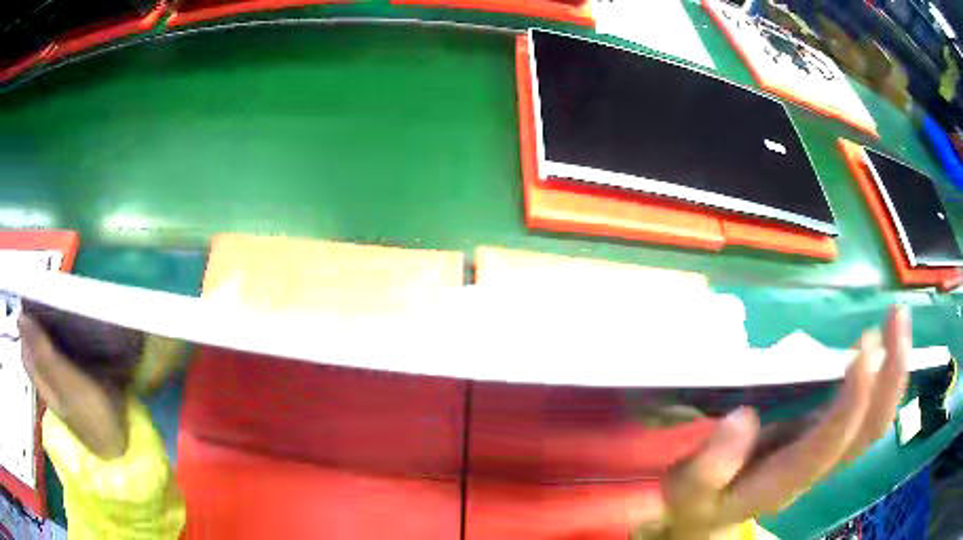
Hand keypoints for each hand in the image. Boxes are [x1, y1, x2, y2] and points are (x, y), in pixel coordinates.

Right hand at [658, 306, 909, 538]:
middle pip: (869, 431)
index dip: (853, 400)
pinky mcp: (825, 439)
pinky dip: (883, 378)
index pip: (830, 443)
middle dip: (891, 375)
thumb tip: (743, 417)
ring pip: (875, 421)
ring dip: (894, 371)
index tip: (863, 347)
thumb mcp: (688, 491)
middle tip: (896, 316)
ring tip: (896, 320)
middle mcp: (817, 467)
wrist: (709, 520)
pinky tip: (881, 346)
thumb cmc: (698, 502)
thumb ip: (710, 466)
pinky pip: (867, 414)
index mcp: (785, 480)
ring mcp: (826, 453)